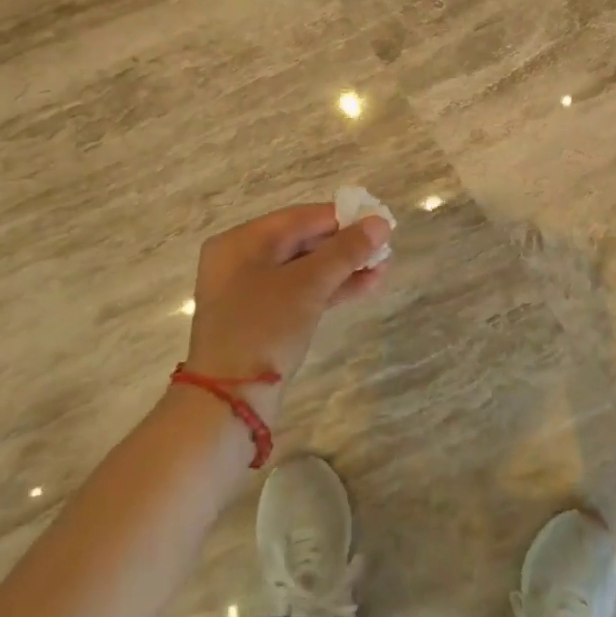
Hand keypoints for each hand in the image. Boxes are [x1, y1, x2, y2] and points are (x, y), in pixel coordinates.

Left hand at [184, 203, 391, 408]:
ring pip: (304, 270)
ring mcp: (250, 292)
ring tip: (384, 270)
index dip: (342, 218)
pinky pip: (300, 293)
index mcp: (241, 241)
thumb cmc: (264, 327)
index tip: (379, 222)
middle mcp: (241, 260)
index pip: (300, 218)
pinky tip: (365, 287)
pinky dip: (329, 290)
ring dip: (343, 269)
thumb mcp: (308, 284)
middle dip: (346, 247)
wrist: (230, 399)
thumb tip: (380, 222)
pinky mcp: (261, 319)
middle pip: (302, 242)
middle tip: (385, 250)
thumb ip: (345, 250)